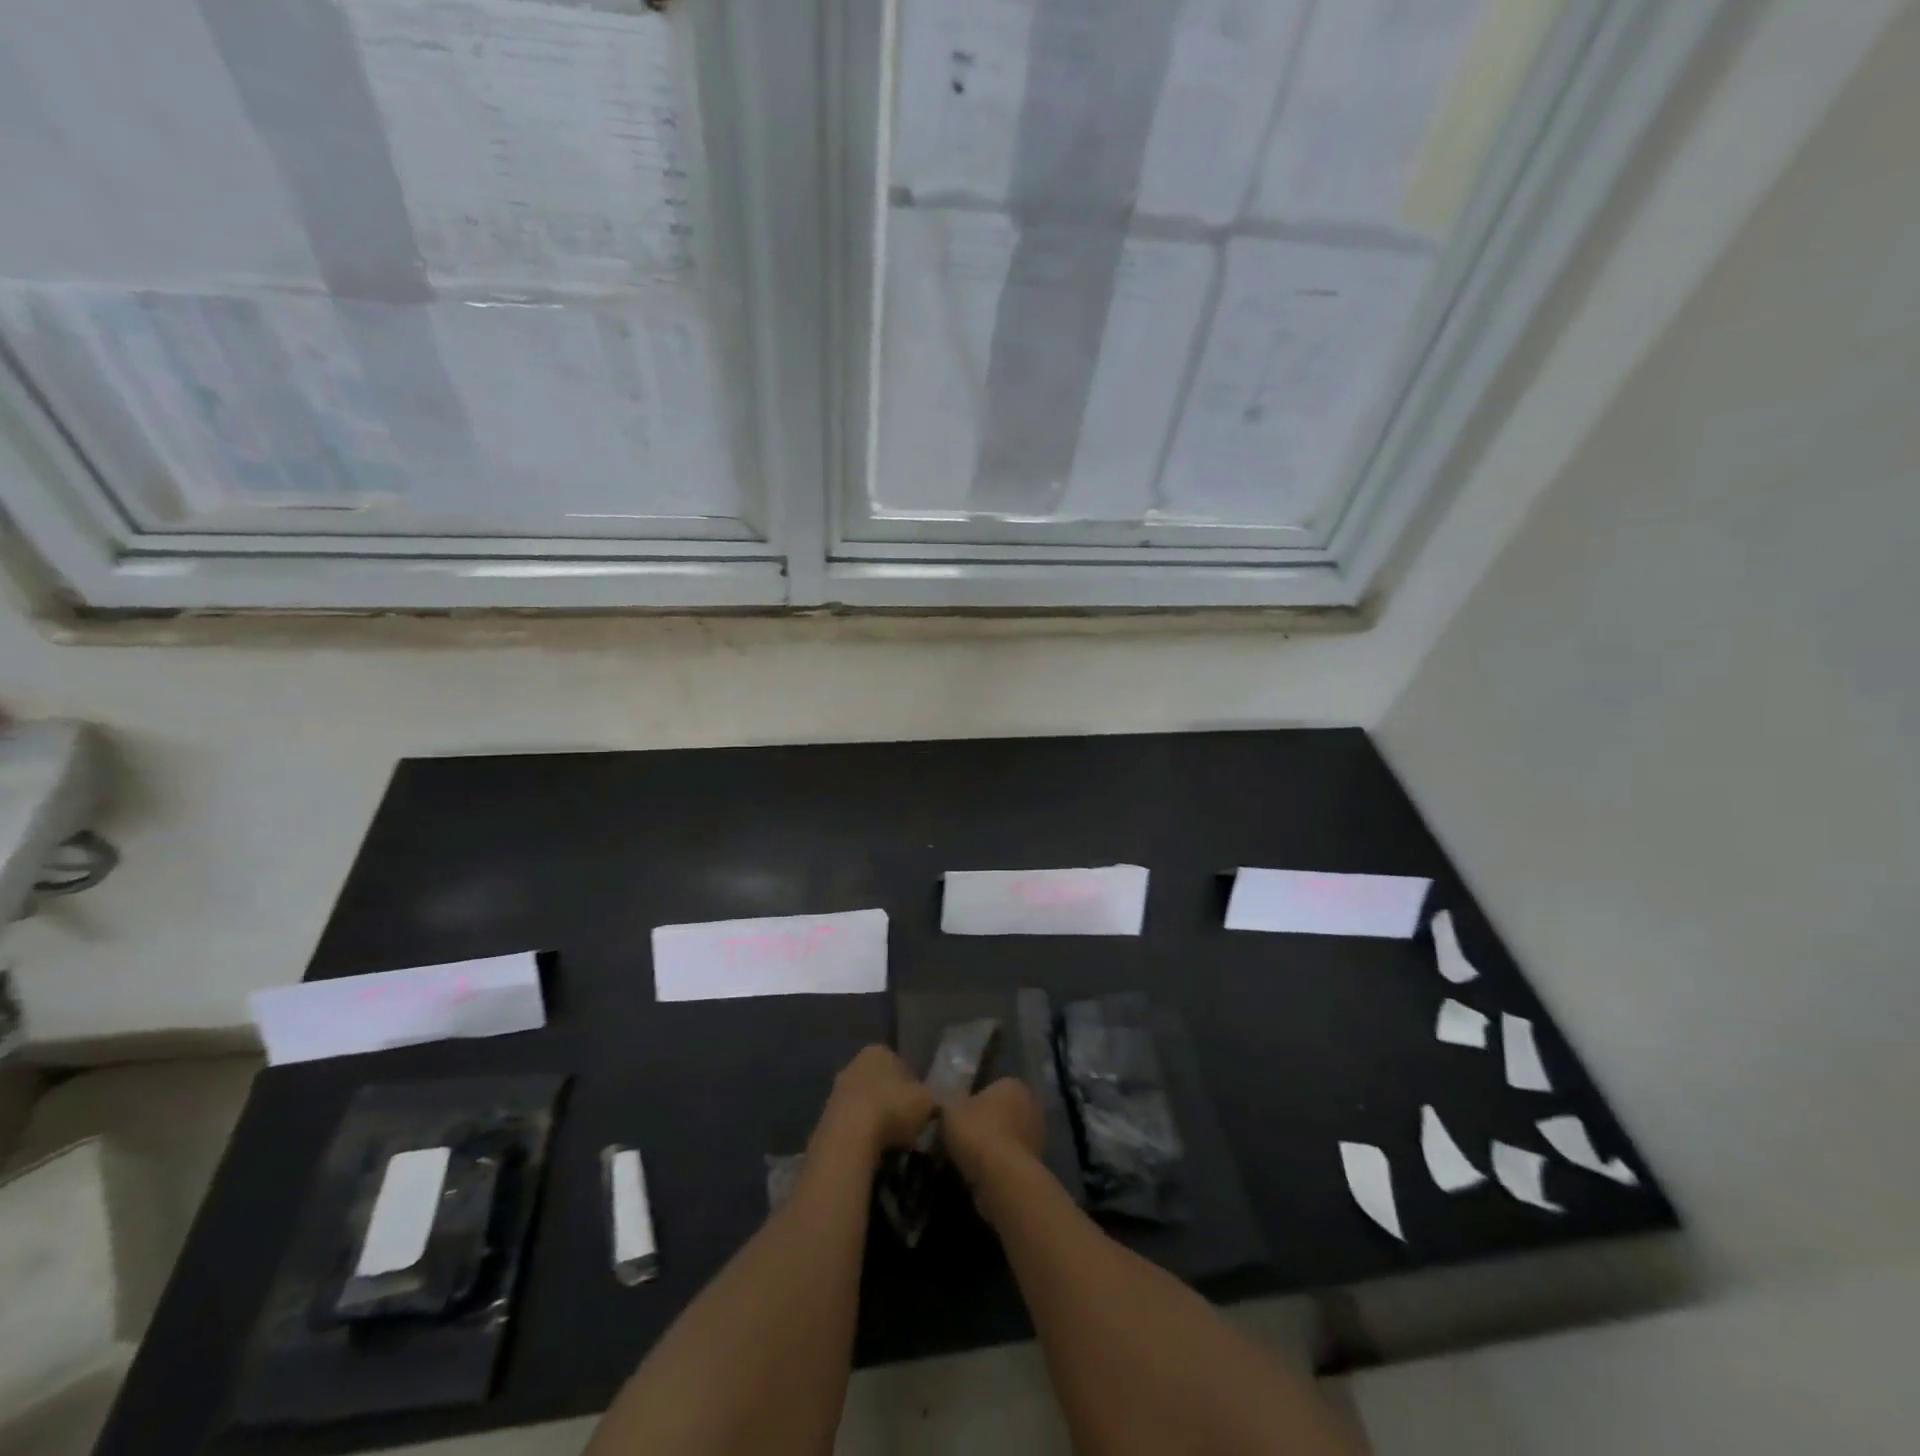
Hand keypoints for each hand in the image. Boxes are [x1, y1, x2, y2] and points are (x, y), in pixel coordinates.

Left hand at [816, 1045, 935, 1162]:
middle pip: (882, 1083)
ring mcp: (837, 1089)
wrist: (848, 1137)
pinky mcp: (825, 1116)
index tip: (921, 1110)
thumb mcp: (927, 1102)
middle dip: (893, 1102)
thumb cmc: (892, 1108)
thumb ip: (932, 1099)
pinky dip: (862, 1134)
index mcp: (879, 1051)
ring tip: (891, 1143)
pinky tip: (872, 1150)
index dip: (915, 1089)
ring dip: (877, 1119)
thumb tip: (933, 1105)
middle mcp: (854, 1063)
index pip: (903, 1066)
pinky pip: (852, 1123)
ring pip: (866, 1103)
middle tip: (907, 1126)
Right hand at [939, 1077, 1044, 1191]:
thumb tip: (948, 1104)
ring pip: (1007, 1138)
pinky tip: (979, 1176)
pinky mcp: (1036, 1166)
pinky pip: (1010, 1162)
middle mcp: (1032, 1106)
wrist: (1002, 1179)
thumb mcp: (950, 1109)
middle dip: (986, 1124)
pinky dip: (997, 1168)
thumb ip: (949, 1102)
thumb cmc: (978, 1132)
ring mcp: (1037, 1138)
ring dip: (992, 1148)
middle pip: (1002, 1113)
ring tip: (967, 1161)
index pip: (993, 1088)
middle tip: (962, 1138)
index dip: (974, 1102)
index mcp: (1014, 1085)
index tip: (959, 1117)